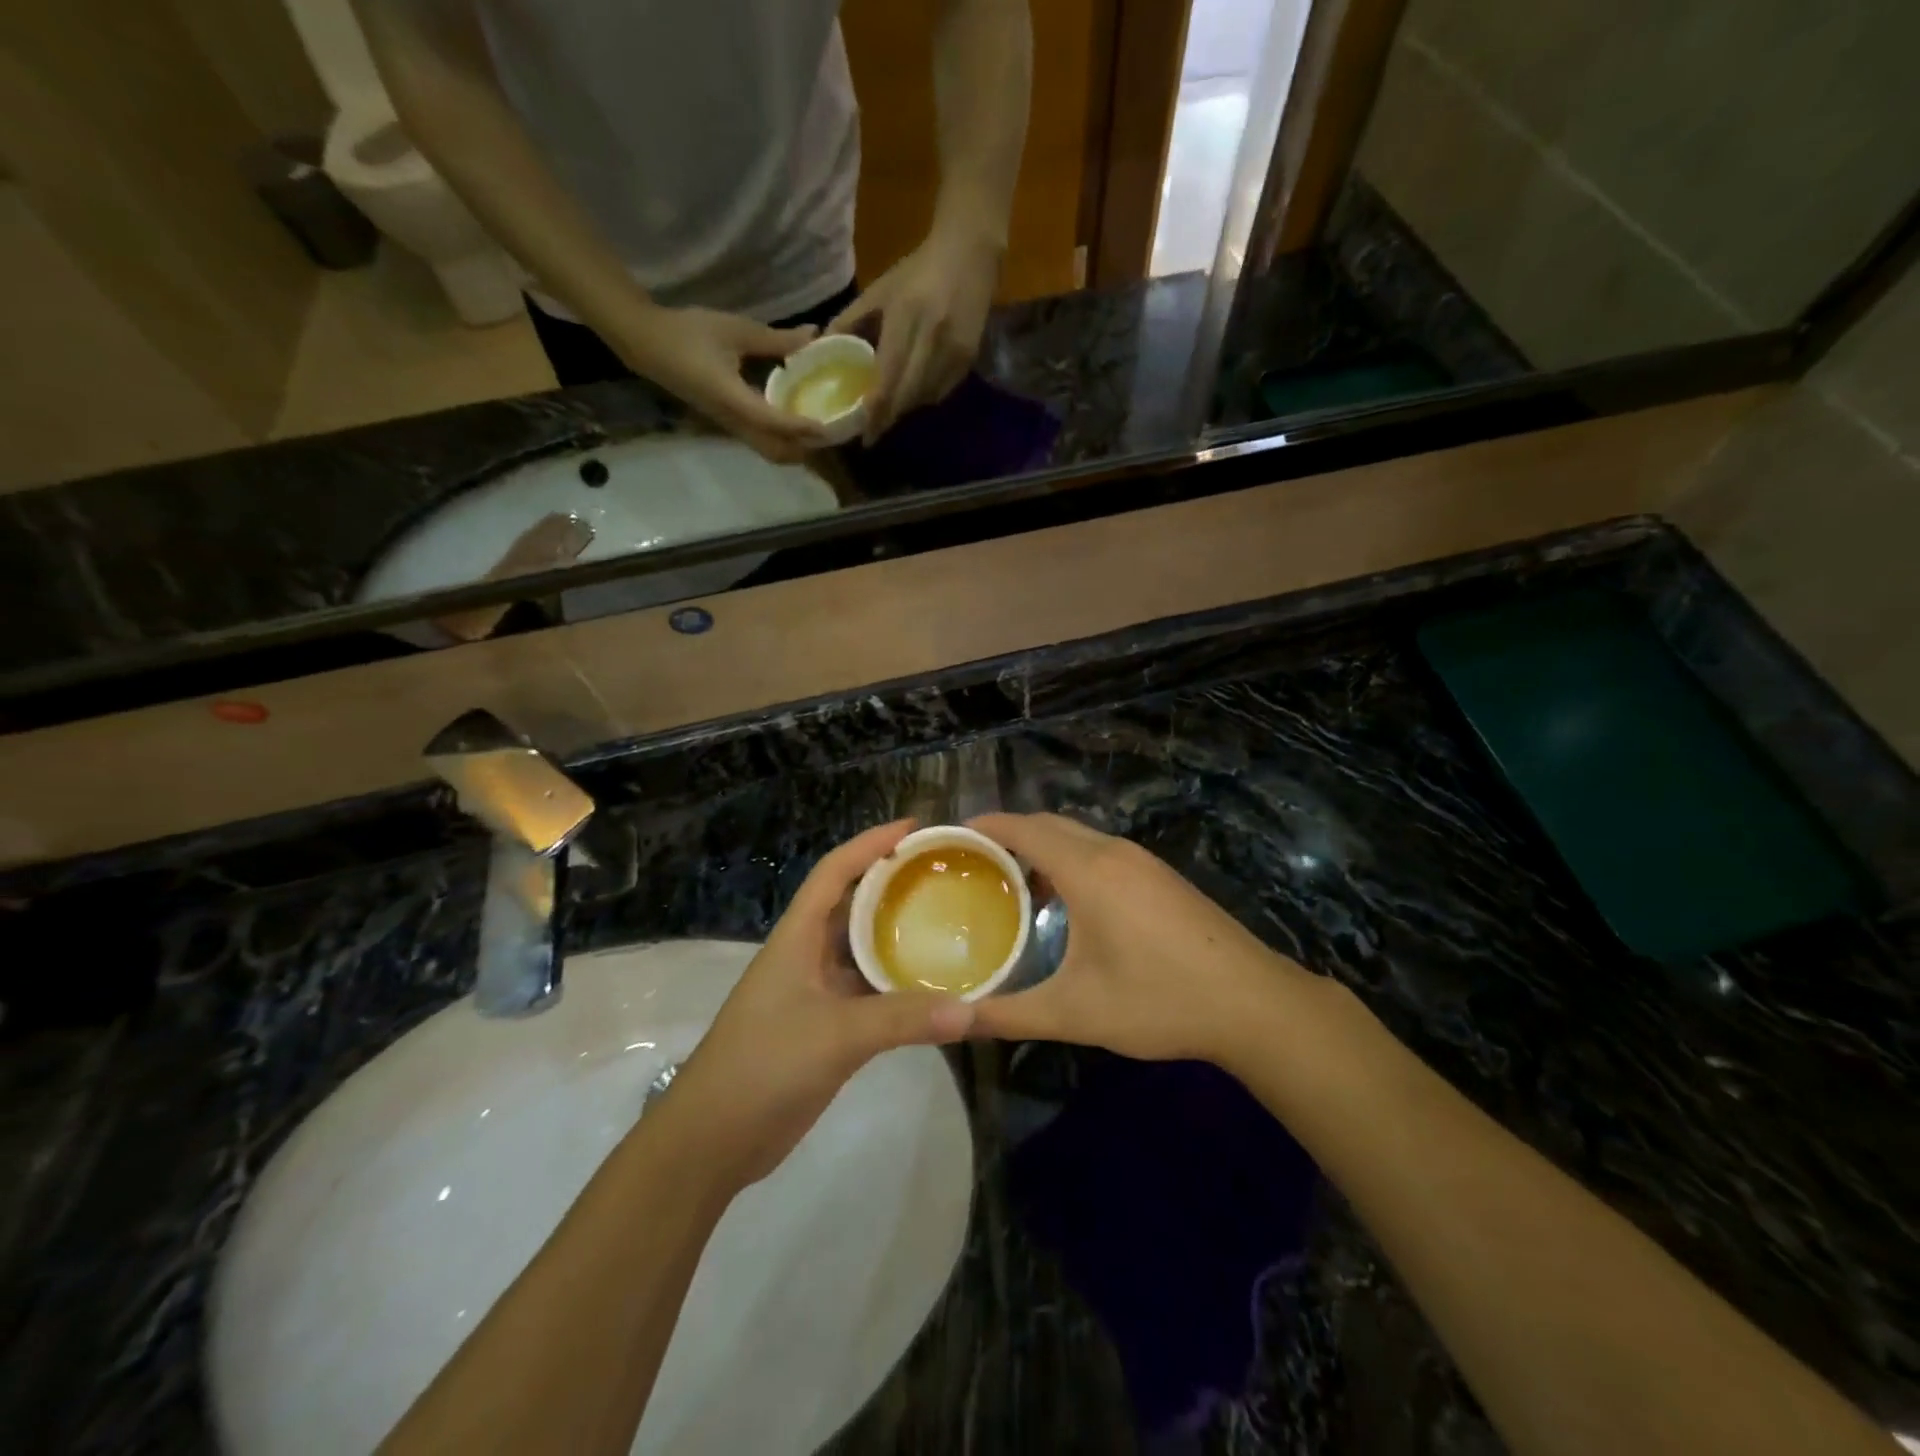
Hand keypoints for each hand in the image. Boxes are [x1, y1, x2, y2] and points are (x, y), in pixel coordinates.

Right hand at [614, 305, 831, 463]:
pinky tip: (796, 420)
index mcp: (732, 399)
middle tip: (831, 433)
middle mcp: (733, 421)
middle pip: (775, 451)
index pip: (773, 422)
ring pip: (768, 449)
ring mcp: (729, 425)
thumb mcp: (735, 330)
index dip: (801, 427)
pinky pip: (760, 440)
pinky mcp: (728, 422)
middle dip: (804, 448)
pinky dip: (782, 438)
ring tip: (819, 430)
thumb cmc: (689, 332)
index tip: (827, 427)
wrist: (647, 344)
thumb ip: (776, 339)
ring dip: (794, 447)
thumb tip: (813, 337)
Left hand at [656, 821, 974, 1188]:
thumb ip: (903, 1019)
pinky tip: (933, 987)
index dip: (870, 844)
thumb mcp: (835, 1035)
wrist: (712, 1140)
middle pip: (853, 905)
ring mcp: (815, 993)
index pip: (834, 872)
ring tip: (948, 922)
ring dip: (898, 937)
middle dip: (893, 885)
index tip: (914, 828)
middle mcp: (807, 955)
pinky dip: (898, 986)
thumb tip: (972, 1010)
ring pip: (863, 951)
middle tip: (944, 875)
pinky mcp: (825, 1028)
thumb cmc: (763, 1066)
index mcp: (797, 938)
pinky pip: (869, 993)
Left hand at [828, 225, 999, 442]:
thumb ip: (851, 320)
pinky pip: (941, 392)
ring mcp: (954, 351)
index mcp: (906, 317)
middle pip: (907, 396)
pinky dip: (924, 399)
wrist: (970, 252)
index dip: (876, 411)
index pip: (888, 378)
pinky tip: (912, 394)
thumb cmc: (918, 270)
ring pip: (924, 398)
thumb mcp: (880, 289)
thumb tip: (822, 349)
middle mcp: (932, 338)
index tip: (864, 434)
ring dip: (905, 410)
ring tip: (889, 413)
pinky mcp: (968, 359)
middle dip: (888, 418)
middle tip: (872, 431)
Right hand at [965, 813, 1313, 1063]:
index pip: (1023, 828)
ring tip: (1010, 882)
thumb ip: (1009, 1014)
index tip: (948, 837)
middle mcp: (1113, 852)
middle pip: (1049, 824)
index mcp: (1088, 870)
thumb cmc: (1159, 999)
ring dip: (1041, 847)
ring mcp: (1142, 861)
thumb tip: (954, 1021)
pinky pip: (1101, 851)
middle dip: (1008, 834)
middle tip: (971, 863)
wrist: (1253, 1003)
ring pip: (1078, 836)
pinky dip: (1069, 859)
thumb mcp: (1076, 1012)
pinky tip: (1065, 901)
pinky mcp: (1161, 876)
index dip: (983, 826)